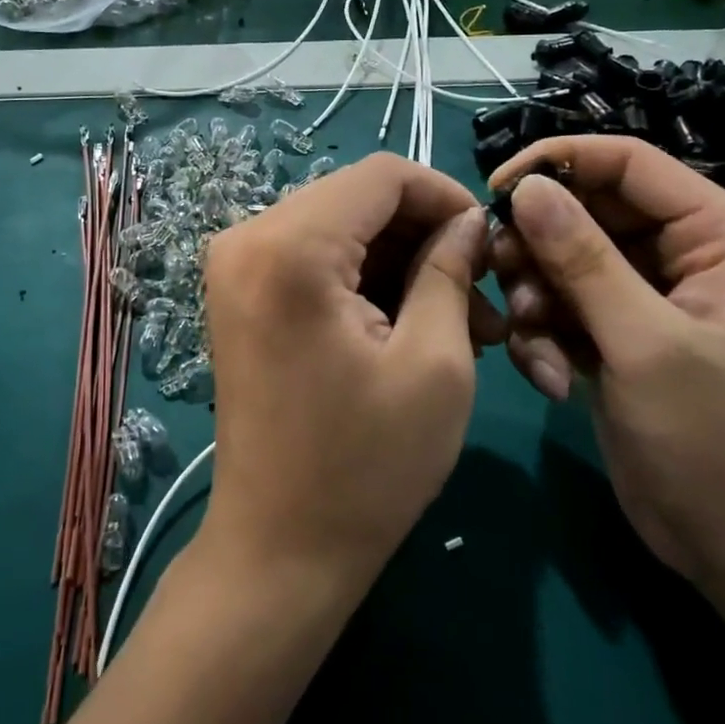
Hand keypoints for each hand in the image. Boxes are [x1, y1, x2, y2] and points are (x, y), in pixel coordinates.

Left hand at [201, 153, 502, 595]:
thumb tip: (469, 221)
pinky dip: (364, 277)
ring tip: (460, 318)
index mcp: (290, 247)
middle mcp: (247, 238)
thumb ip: (451, 270)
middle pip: (357, 197)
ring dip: (399, 259)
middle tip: (481, 291)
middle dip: (425, 233)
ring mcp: (236, 265)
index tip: (489, 241)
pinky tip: (409, 321)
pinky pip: (313, 256)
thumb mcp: (435, 363)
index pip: (382, 174)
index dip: (446, 195)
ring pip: (339, 226)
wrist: (279, 549)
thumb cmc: (366, 467)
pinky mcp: (240, 293)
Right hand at [490, 138, 724, 599]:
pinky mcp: (616, 338)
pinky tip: (548, 379)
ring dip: (534, 297)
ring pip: (562, 261)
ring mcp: (644, 300)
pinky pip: (560, 308)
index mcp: (716, 235)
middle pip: (585, 211)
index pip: (627, 163)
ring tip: (529, 340)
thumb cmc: (721, 443)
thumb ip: (583, 260)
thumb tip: (528, 188)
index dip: (558, 162)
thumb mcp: (647, 344)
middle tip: (498, 275)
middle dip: (536, 244)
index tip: (495, 191)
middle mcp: (680, 256)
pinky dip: (541, 336)